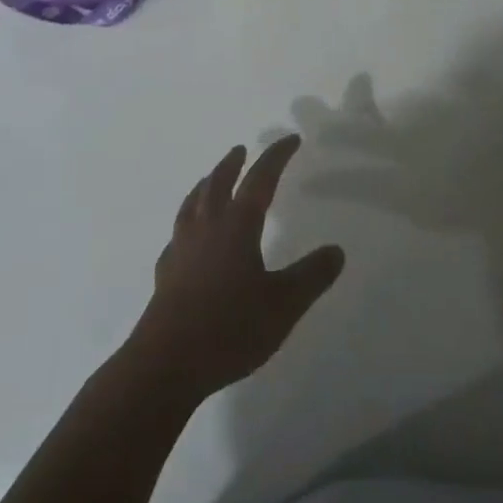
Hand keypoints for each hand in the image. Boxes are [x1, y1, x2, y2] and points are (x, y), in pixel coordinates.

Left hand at [127, 136, 344, 402]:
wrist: (165, 363)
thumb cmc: (230, 329)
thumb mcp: (284, 305)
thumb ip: (311, 276)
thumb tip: (337, 250)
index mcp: (237, 225)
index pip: (260, 178)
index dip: (276, 156)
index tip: (291, 139)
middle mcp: (207, 227)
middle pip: (218, 182)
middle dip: (233, 163)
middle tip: (241, 150)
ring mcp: (181, 248)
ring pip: (193, 203)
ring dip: (205, 185)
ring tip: (210, 181)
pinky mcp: (165, 272)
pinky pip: (177, 233)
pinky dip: (187, 222)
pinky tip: (187, 236)